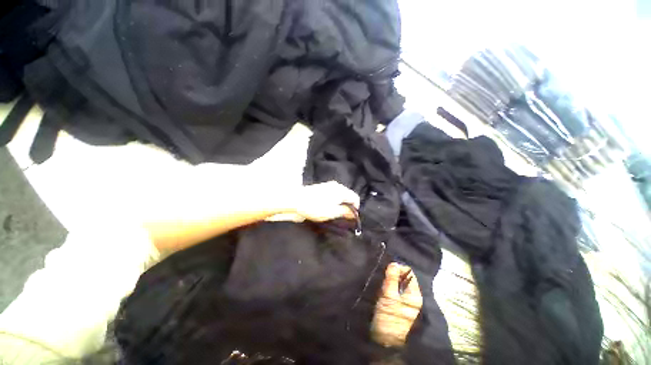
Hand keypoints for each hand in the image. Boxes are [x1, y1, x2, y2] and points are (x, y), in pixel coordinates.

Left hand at [292, 181, 360, 221]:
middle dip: (347, 207)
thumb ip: (345, 212)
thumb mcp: (333, 212)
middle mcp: (336, 186)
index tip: (351, 218)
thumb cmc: (315, 207)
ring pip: (339, 196)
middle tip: (342, 217)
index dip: (356, 209)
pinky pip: (332, 195)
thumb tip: (354, 213)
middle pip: (347, 196)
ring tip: (334, 214)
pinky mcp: (321, 188)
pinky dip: (333, 202)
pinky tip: (326, 208)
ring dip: (340, 205)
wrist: (295, 200)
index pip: (355, 198)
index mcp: (341, 190)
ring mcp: (328, 186)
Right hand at [372, 263, 422, 346]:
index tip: (387, 267)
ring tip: (379, 277)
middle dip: (393, 273)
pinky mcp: (396, 305)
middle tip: (381, 271)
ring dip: (389, 279)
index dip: (399, 268)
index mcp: (415, 295)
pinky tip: (379, 285)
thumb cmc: (389, 319)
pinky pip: (393, 290)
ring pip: (397, 283)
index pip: (409, 273)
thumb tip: (394, 263)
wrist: (384, 343)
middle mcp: (412, 297)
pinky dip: (386, 286)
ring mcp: (404, 302)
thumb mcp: (389, 297)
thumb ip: (392, 279)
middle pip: (403, 278)